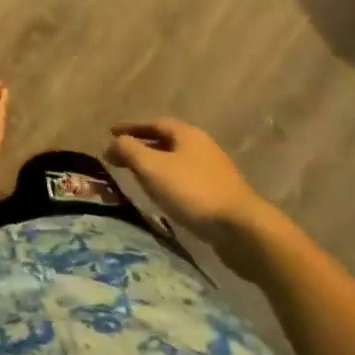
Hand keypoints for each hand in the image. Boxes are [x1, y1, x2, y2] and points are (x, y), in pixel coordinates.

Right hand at [106, 120, 273, 270]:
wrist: (244, 231)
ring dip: (158, 167)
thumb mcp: (151, 167)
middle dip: (144, 147)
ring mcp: (216, 172)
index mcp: (187, 134)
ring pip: (178, 163)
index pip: (153, 123)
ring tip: (140, 178)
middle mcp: (203, 147)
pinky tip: (165, 198)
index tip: (110, 134)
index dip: (130, 128)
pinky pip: (188, 182)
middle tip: (123, 157)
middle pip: (167, 142)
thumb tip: (112, 144)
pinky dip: (171, 184)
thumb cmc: (193, 191)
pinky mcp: (223, 196)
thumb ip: (128, 150)